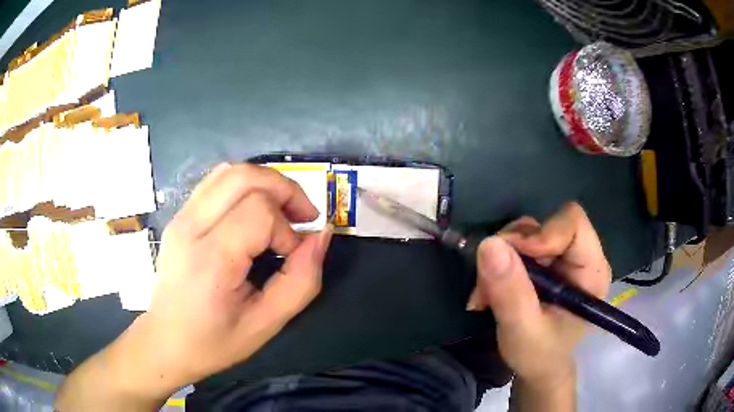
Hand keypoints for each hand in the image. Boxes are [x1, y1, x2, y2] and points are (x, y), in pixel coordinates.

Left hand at [79, 163, 331, 406]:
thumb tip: (321, 237)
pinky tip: (254, 211)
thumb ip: (301, 282)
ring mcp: (181, 217)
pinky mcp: (180, 216)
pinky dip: (245, 186)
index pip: (259, 212)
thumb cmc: (214, 341)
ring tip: (282, 211)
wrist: (166, 341)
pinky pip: (216, 182)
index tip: (292, 258)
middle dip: (284, 189)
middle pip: (244, 176)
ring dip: (266, 183)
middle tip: (303, 217)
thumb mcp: (266, 324)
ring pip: (230, 171)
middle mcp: (191, 227)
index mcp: (210, 259)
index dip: (288, 230)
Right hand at [468, 202, 610, 386]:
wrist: (537, 368)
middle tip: (488, 282)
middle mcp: (582, 256)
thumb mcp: (522, 330)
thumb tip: (489, 244)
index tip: (509, 259)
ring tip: (485, 294)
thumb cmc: (539, 355)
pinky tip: (490, 291)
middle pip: (546, 225)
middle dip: (512, 250)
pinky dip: (499, 264)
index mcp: (592, 271)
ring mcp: (563, 257)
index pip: (572, 224)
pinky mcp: (547, 261)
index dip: (541, 234)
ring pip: (527, 233)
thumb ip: (510, 292)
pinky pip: (518, 246)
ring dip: (501, 259)